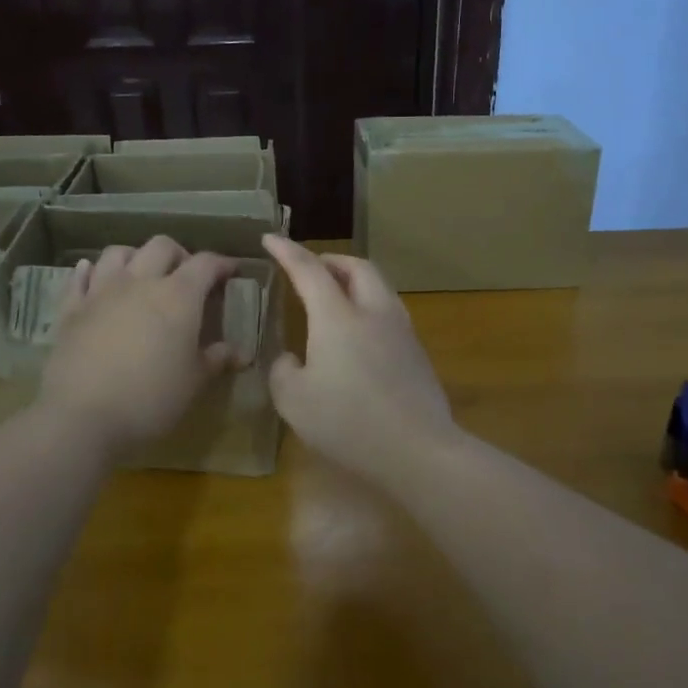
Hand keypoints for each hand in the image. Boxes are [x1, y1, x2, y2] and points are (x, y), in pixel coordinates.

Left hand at [39, 236, 241, 455]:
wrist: (82, 416)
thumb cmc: (150, 399)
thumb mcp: (193, 382)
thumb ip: (216, 360)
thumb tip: (239, 352)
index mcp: (178, 297)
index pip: (205, 264)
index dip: (222, 263)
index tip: (232, 271)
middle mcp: (140, 282)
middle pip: (161, 246)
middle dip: (179, 254)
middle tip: (187, 276)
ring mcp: (101, 291)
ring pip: (119, 253)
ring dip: (136, 256)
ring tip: (143, 275)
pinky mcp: (71, 308)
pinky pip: (80, 276)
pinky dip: (91, 271)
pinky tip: (94, 275)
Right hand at [262, 235, 455, 485]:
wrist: (417, 449)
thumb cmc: (347, 422)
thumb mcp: (293, 401)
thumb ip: (283, 371)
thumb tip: (290, 359)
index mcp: (338, 317)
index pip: (309, 270)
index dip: (287, 252)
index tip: (270, 238)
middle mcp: (373, 313)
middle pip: (358, 267)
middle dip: (332, 260)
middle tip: (311, 268)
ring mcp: (401, 331)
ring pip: (380, 287)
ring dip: (355, 281)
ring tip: (336, 295)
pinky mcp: (417, 353)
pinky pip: (390, 313)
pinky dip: (369, 306)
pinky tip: (359, 334)